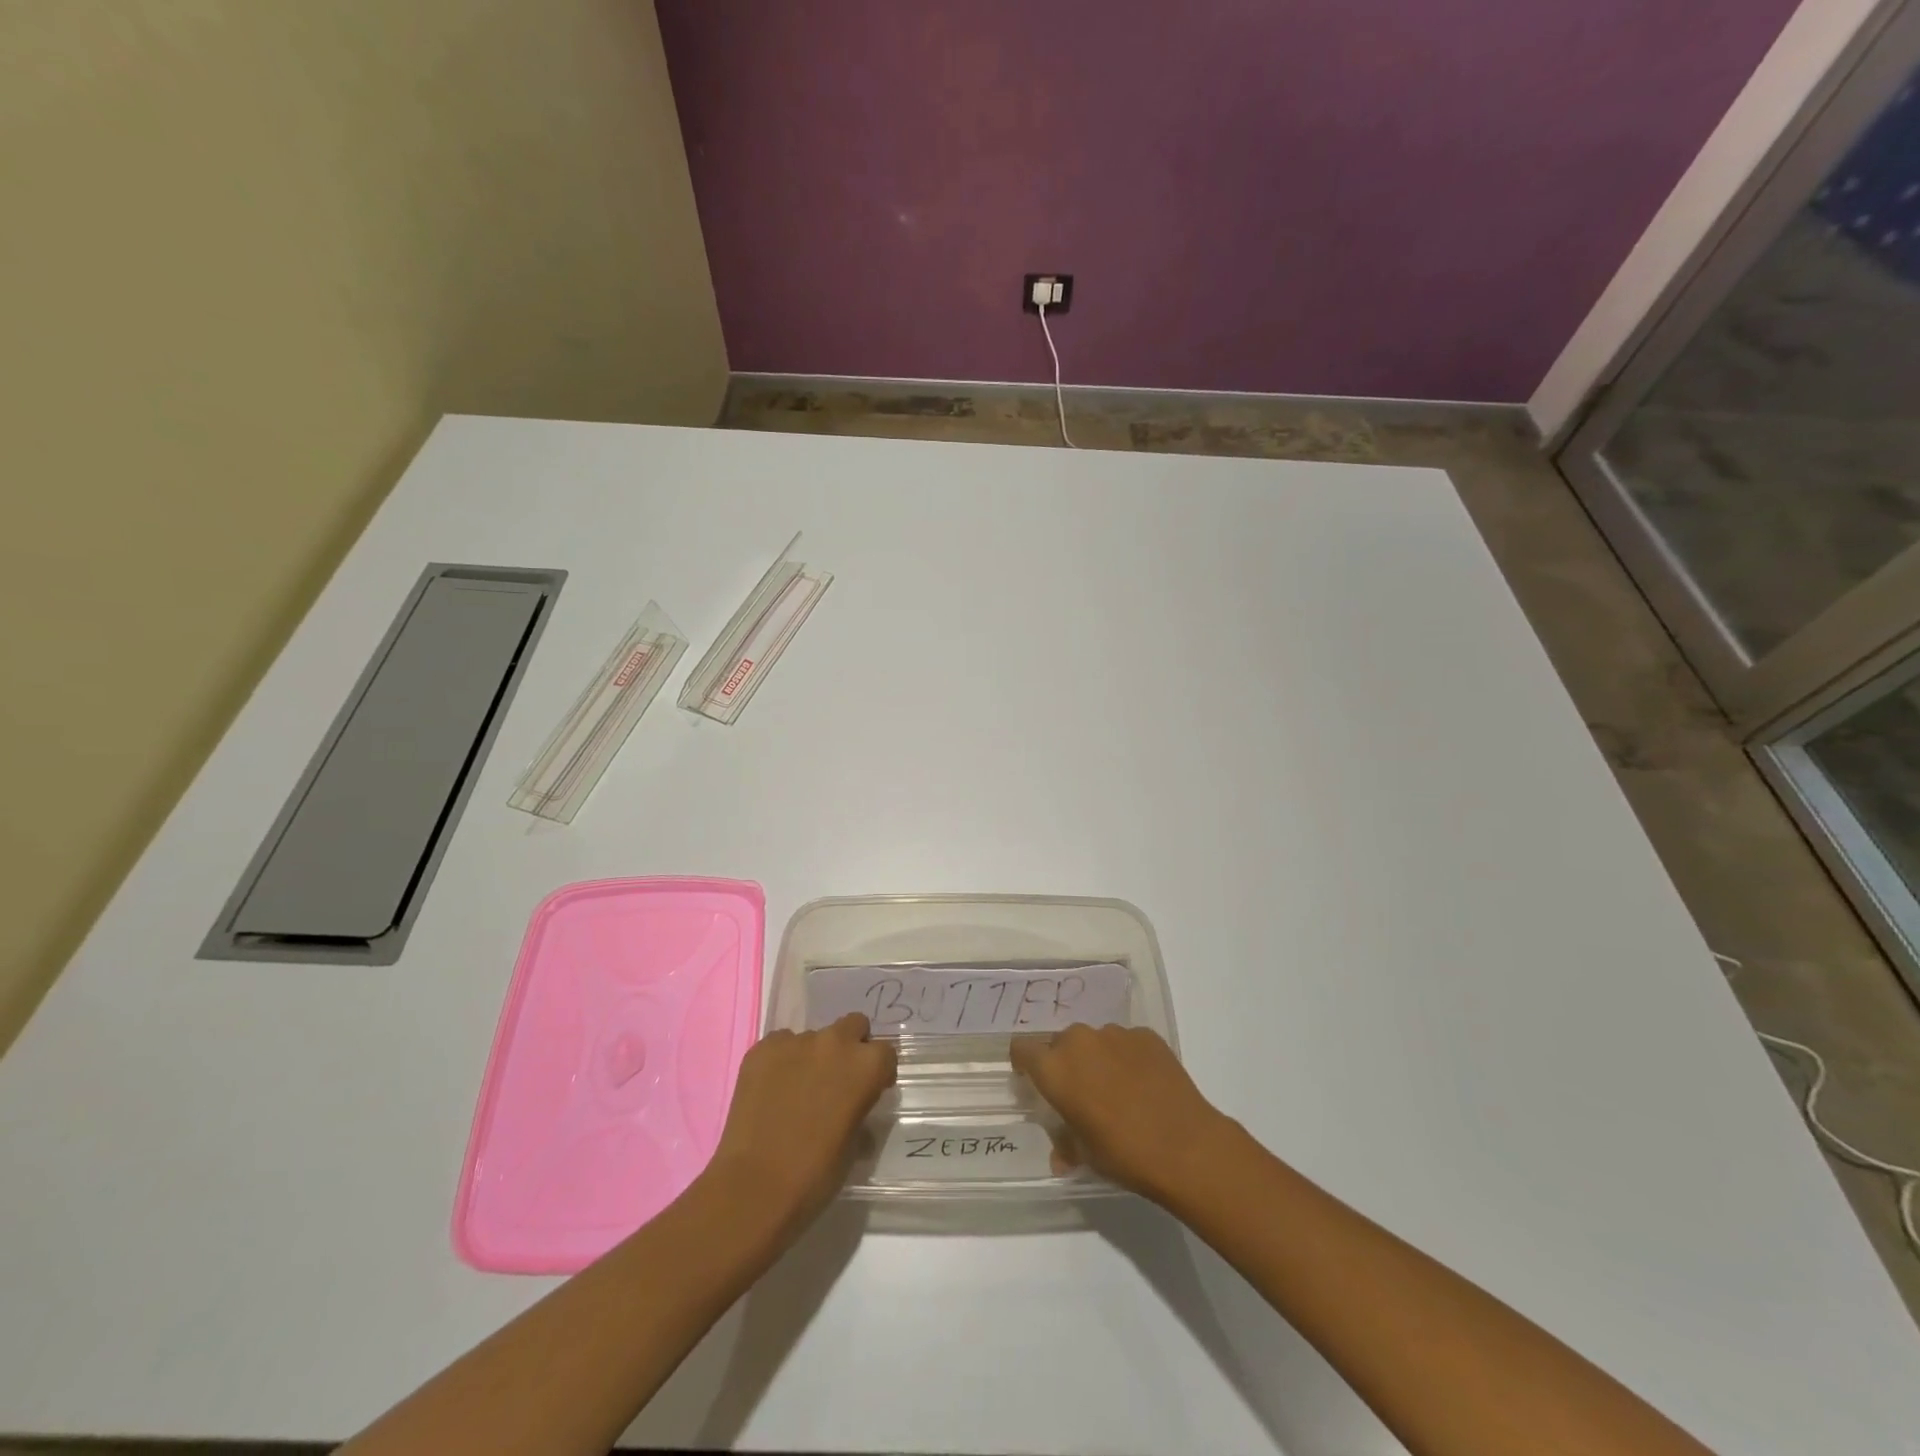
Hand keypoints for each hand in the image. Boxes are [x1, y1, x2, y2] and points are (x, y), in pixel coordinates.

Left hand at [704, 1013, 895, 1235]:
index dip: (878, 1072)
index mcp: (866, 1066)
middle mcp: (835, 1043)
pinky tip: (771, 1091)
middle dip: (850, 1046)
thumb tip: (853, 1109)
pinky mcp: (762, 1049)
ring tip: (796, 1091)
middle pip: (853, 1025)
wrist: (754, 1187)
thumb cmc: (814, 1175)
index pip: (885, 1053)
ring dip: (812, 1057)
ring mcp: (795, 1042)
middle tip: (837, 1080)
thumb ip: (860, 1112)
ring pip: (813, 1037)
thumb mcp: (854, 1147)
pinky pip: (780, 1045)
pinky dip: (781, 1062)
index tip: (869, 1091)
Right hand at [1011, 1023, 1233, 1204]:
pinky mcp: (1146, 1035)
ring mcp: (1115, 1034)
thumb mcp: (1085, 1155)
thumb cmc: (1123, 1153)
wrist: (1185, 1146)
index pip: (1022, 1048)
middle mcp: (1080, 1041)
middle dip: (1066, 1063)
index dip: (1025, 1062)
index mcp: (1055, 1068)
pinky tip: (1144, 1084)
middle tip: (1081, 1092)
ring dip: (1098, 1059)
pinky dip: (1128, 1058)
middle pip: (1060, 1043)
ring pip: (1095, 1041)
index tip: (1032, 1079)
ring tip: (1117, 1089)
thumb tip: (1061, 1154)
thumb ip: (1065, 1144)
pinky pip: (1126, 1043)